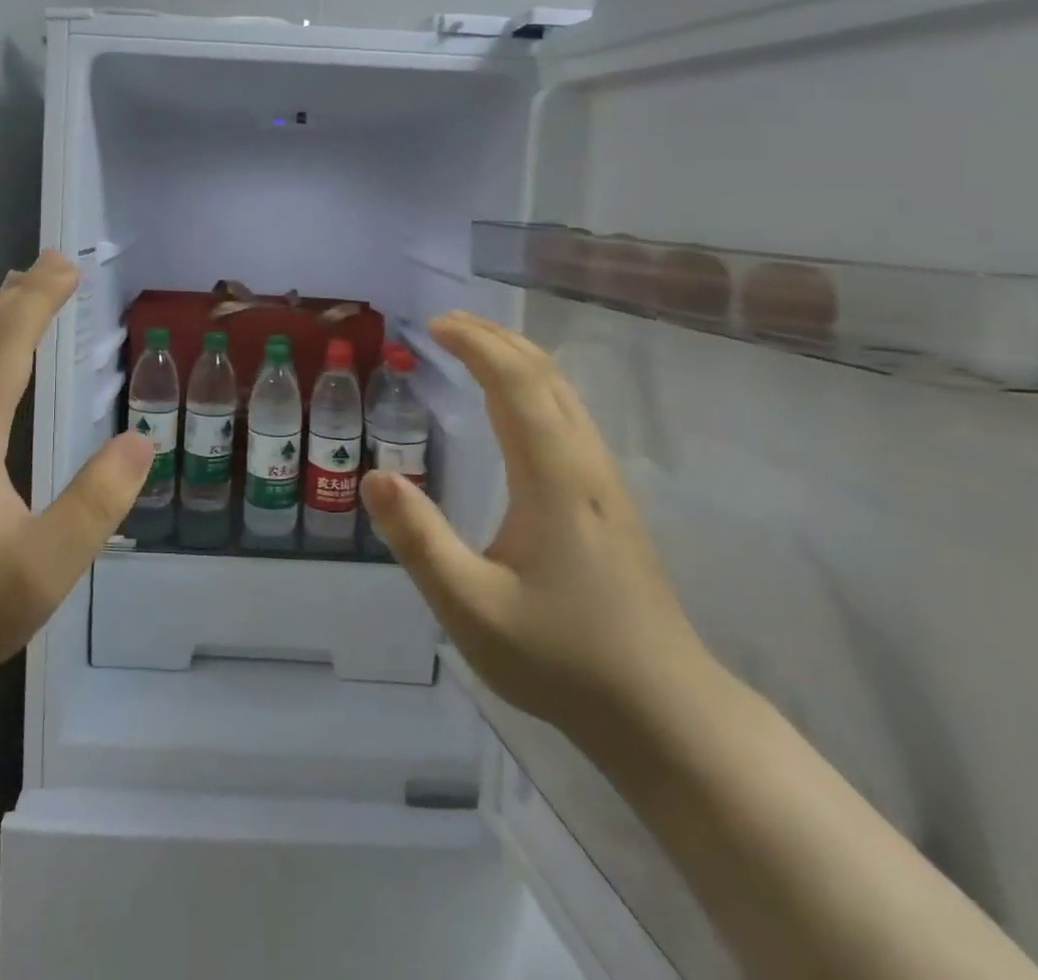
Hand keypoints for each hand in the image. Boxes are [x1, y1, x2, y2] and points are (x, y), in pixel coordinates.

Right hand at [361, 312, 707, 733]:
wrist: (665, 711)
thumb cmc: (563, 659)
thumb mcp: (471, 608)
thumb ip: (419, 540)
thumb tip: (372, 475)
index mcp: (554, 478)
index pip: (516, 383)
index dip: (476, 344)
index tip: (432, 327)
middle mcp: (584, 465)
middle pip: (545, 375)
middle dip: (495, 338)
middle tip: (445, 325)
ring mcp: (604, 482)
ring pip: (563, 394)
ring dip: (517, 359)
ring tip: (474, 349)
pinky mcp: (609, 502)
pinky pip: (568, 417)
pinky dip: (533, 387)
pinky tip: (514, 408)